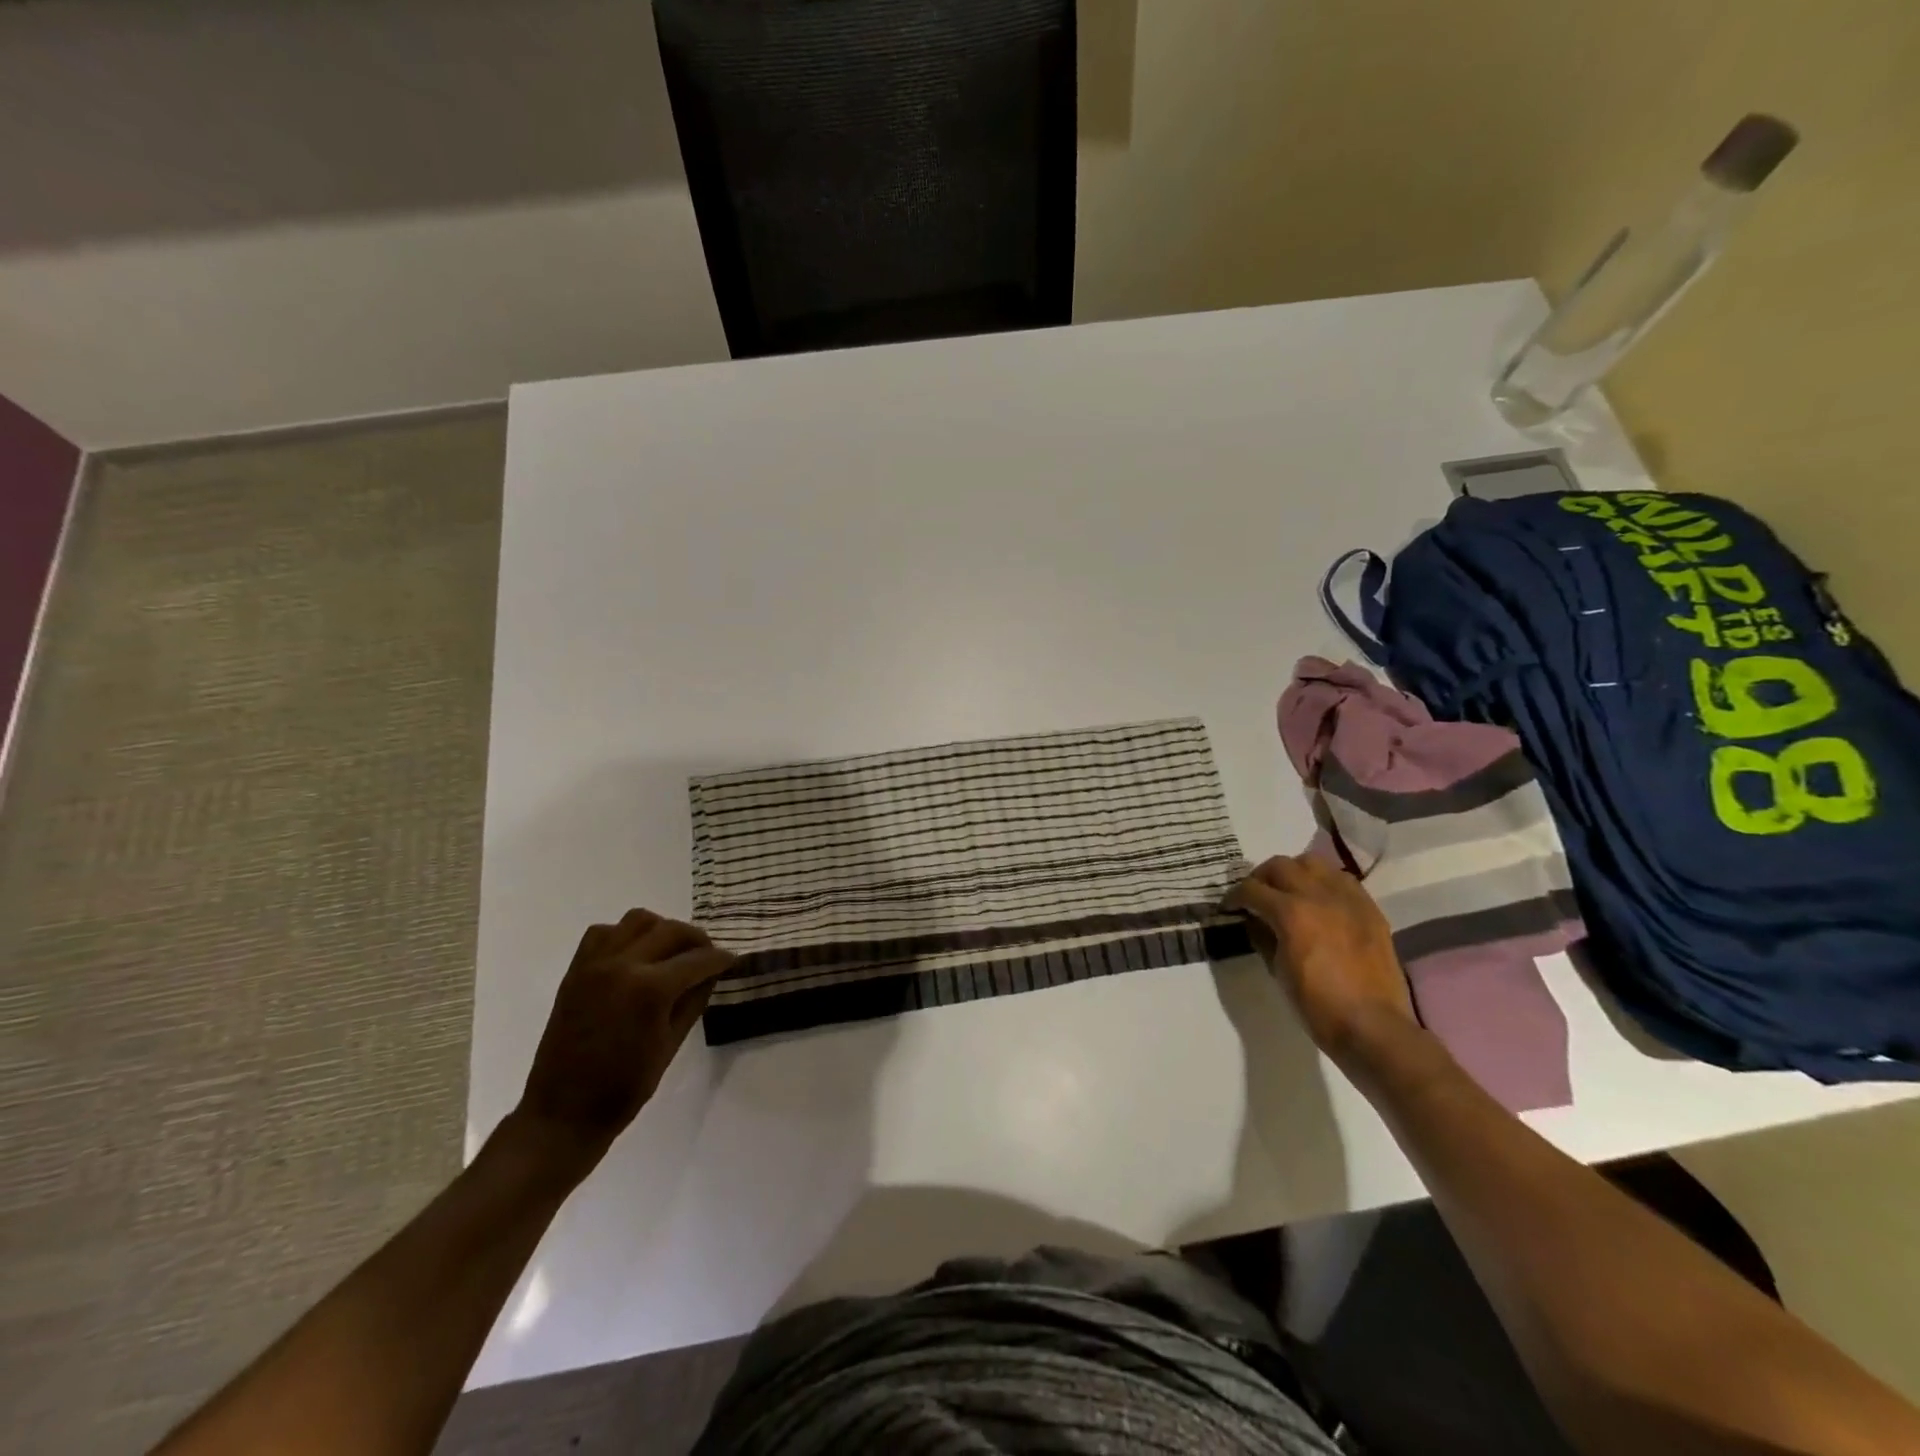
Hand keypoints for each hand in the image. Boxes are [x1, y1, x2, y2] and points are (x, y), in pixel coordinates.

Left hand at [514, 909, 733, 1170]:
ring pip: (637, 920)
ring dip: (661, 929)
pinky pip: (604, 933)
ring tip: (671, 951)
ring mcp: (595, 964)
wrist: (563, 1112)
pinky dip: (625, 935)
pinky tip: (636, 957)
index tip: (732, 960)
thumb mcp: (672, 1043)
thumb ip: (694, 1000)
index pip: (698, 959)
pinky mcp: (576, 970)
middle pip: (670, 930)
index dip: (720, 959)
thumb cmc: (625, 1087)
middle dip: (696, 939)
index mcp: (650, 989)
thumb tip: (712, 972)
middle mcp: (622, 965)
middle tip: (707, 956)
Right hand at [1224, 854, 1415, 1060]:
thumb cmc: (1317, 1004)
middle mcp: (1319, 895)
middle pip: (1280, 865)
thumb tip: (1255, 921)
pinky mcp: (1370, 908)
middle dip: (1261, 878)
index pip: (1252, 889)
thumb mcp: (1277, 970)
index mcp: (1291, 912)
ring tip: (1289, 891)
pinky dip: (1324, 883)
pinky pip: (1342, 880)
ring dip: (1294, 872)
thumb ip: (1263, 937)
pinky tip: (1321, 902)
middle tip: (1256, 896)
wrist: (1372, 1026)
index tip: (1229, 907)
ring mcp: (1348, 899)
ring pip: (1313, 863)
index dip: (1234, 897)